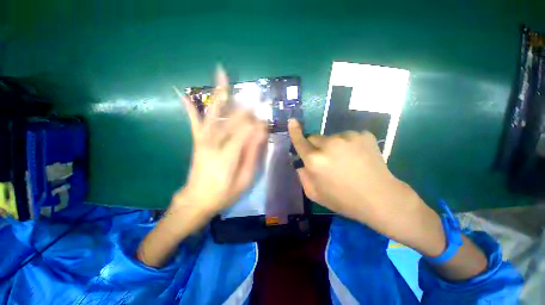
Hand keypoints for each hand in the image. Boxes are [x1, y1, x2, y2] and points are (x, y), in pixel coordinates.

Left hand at [137, 68, 266, 266]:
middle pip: (232, 117)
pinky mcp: (197, 141)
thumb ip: (253, 155)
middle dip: (245, 105)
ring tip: (221, 73)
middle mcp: (214, 142)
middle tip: (255, 93)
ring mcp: (204, 139)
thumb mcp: (245, 179)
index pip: (246, 129)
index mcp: (229, 153)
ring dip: (219, 93)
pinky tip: (182, 93)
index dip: (257, 122)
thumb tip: (260, 133)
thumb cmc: (224, 193)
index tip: (265, 119)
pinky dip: (189, 107)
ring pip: (213, 112)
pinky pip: (194, 121)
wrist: (197, 200)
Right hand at [287, 118, 440, 249]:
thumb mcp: (315, 194)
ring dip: (334, 146)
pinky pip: (348, 137)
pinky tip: (358, 157)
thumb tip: (300, 162)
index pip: (300, 142)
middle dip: (316, 146)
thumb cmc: (343, 200)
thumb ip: (303, 175)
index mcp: (315, 161)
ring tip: (346, 161)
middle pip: (315, 138)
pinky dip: (349, 145)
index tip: (292, 121)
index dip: (295, 132)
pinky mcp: (363, 135)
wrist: (380, 198)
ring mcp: (347, 137)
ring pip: (332, 137)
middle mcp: (329, 145)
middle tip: (327, 160)